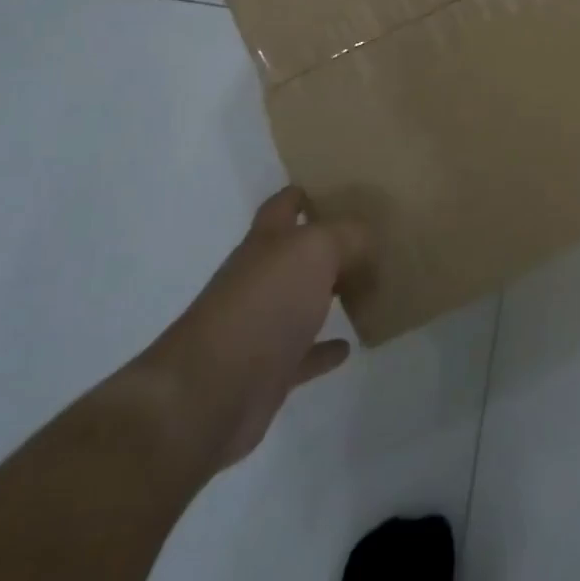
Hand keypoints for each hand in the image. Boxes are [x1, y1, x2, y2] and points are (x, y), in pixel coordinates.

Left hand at [135, 186, 366, 474]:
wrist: (210, 393)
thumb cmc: (263, 305)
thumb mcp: (315, 251)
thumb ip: (348, 236)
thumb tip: (368, 240)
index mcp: (265, 243)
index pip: (281, 207)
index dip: (300, 194)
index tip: (330, 187)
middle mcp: (259, 279)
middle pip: (294, 255)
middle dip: (325, 245)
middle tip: (368, 239)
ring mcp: (260, 326)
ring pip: (301, 302)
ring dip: (328, 295)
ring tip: (366, 286)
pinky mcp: (268, 372)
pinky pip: (304, 354)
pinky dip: (325, 349)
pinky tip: (348, 346)